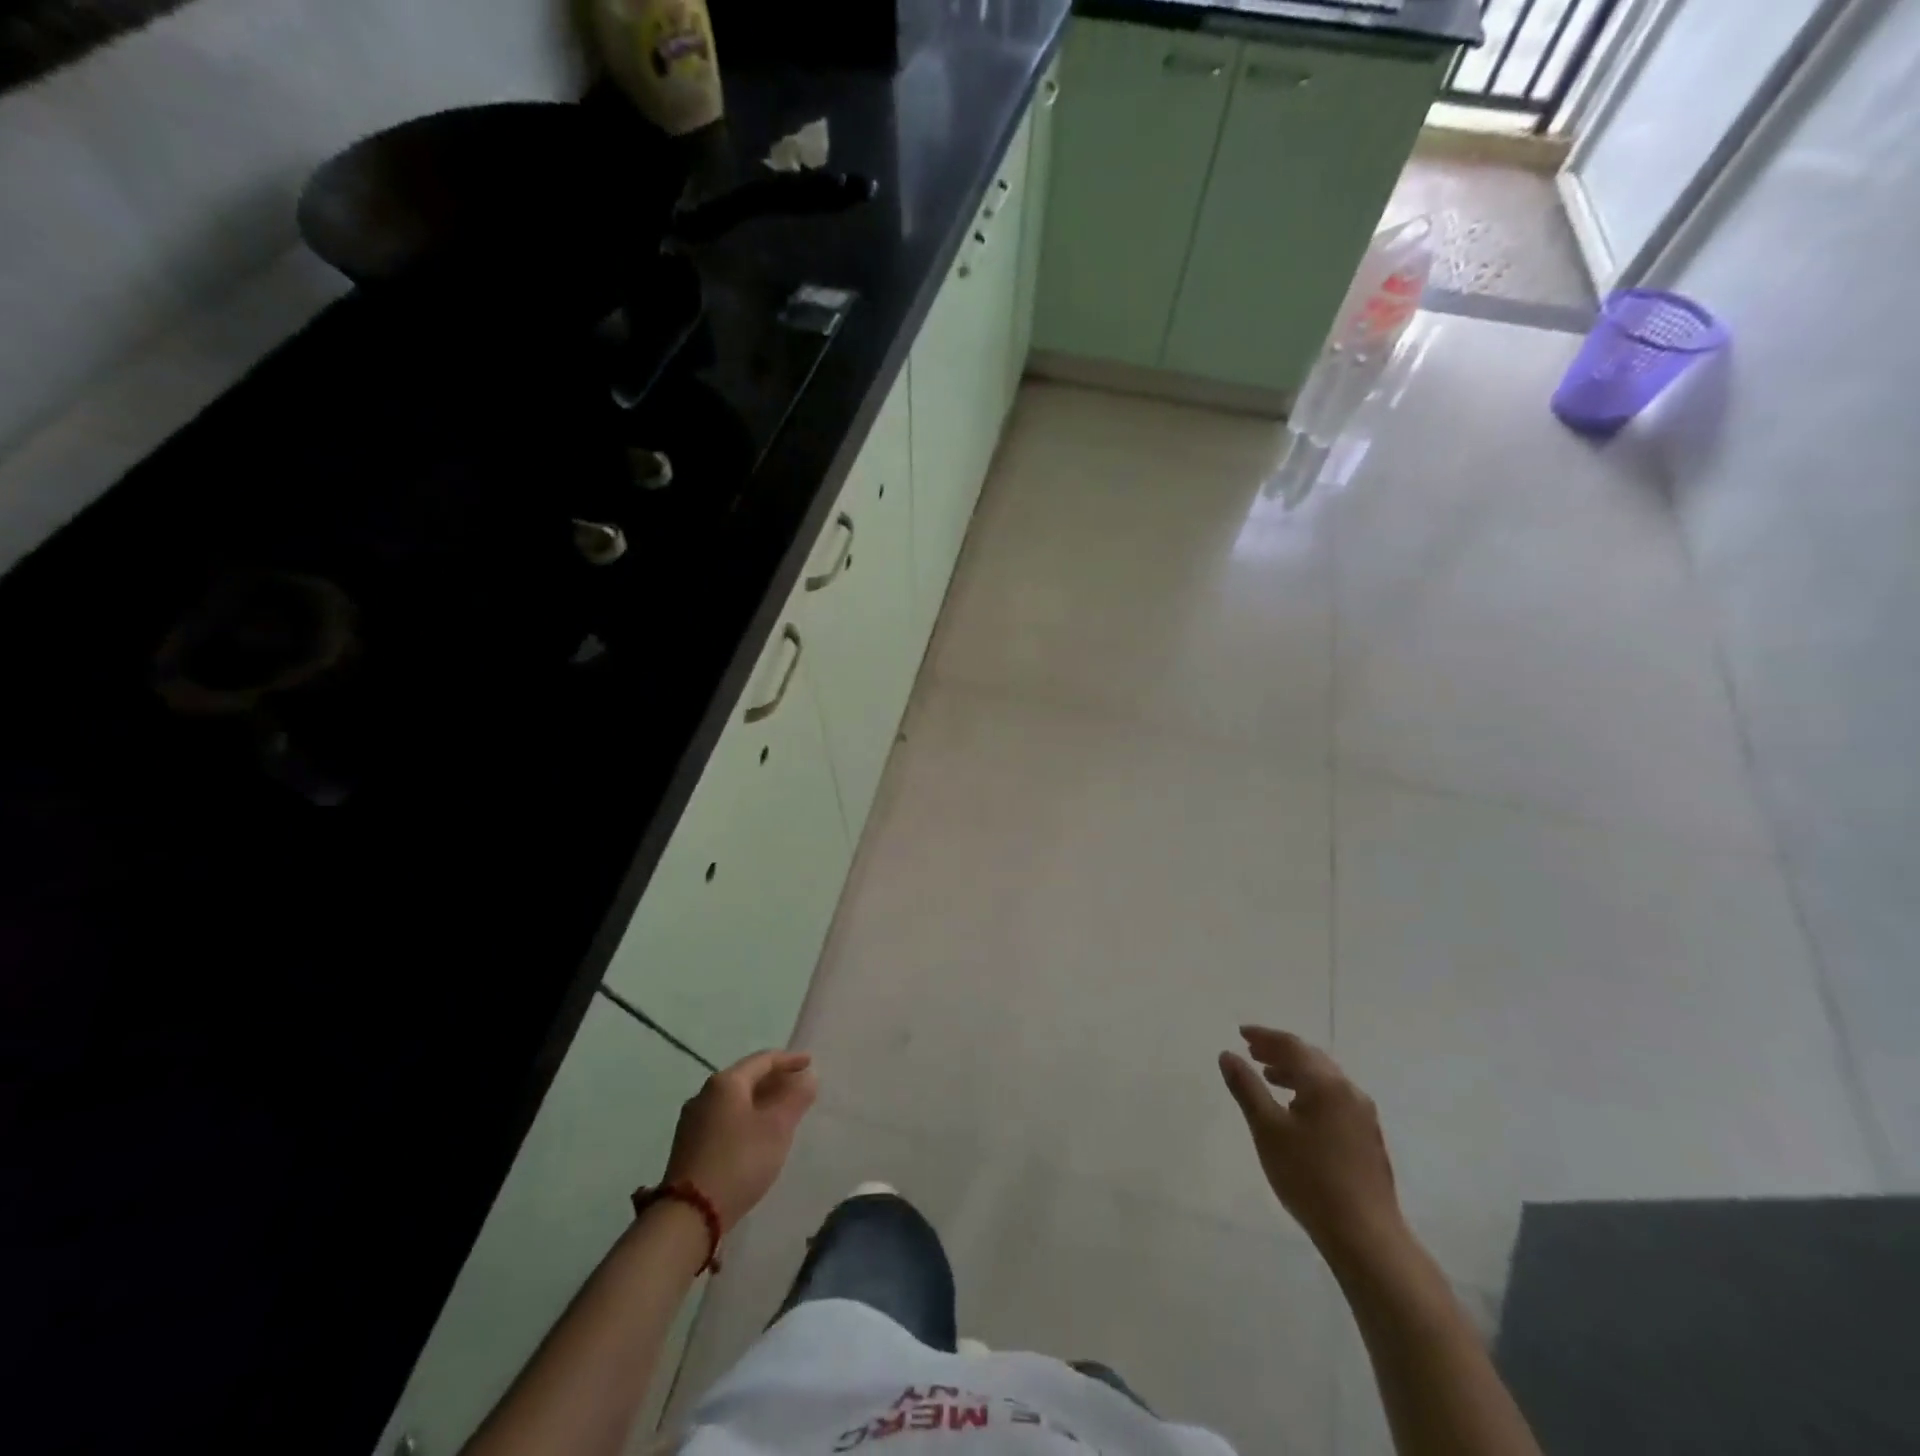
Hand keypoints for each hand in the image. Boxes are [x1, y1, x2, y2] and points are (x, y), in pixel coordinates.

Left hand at [662, 1050, 816, 1230]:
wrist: (688, 1215)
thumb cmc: (739, 1162)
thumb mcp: (777, 1128)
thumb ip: (796, 1098)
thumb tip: (808, 1076)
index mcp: (725, 1083)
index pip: (763, 1060)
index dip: (789, 1060)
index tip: (810, 1063)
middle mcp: (704, 1094)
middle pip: (746, 1078)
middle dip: (774, 1080)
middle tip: (798, 1087)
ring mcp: (692, 1120)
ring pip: (734, 1100)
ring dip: (759, 1100)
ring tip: (780, 1111)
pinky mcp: (688, 1144)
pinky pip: (723, 1118)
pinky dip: (744, 1117)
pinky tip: (755, 1134)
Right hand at [1220, 1027, 1406, 1265]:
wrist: (1365, 1236)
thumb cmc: (1309, 1177)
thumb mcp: (1267, 1130)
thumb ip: (1246, 1088)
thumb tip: (1227, 1055)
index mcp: (1326, 1084)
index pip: (1292, 1046)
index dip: (1265, 1036)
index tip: (1241, 1033)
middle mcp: (1349, 1091)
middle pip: (1311, 1058)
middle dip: (1280, 1051)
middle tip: (1253, 1051)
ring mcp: (1363, 1115)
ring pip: (1325, 1079)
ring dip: (1295, 1071)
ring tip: (1270, 1077)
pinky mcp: (1368, 1138)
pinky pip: (1334, 1098)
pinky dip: (1311, 1091)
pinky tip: (1298, 1110)